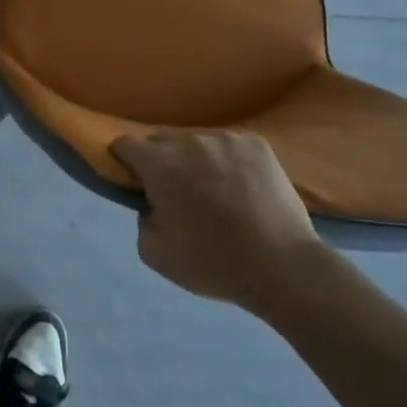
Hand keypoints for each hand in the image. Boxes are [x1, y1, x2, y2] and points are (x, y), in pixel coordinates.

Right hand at [110, 130, 322, 304]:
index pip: (125, 143)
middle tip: (174, 190)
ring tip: (214, 190)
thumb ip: (141, 220)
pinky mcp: (257, 144)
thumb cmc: (213, 263)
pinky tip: (241, 187)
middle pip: (160, 139)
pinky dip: (227, 161)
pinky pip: (229, 146)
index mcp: (160, 165)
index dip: (123, 159)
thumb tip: (152, 203)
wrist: (283, 266)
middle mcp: (189, 142)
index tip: (133, 178)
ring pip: (197, 142)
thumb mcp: (155, 253)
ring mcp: (226, 139)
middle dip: (160, 160)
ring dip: (195, 160)